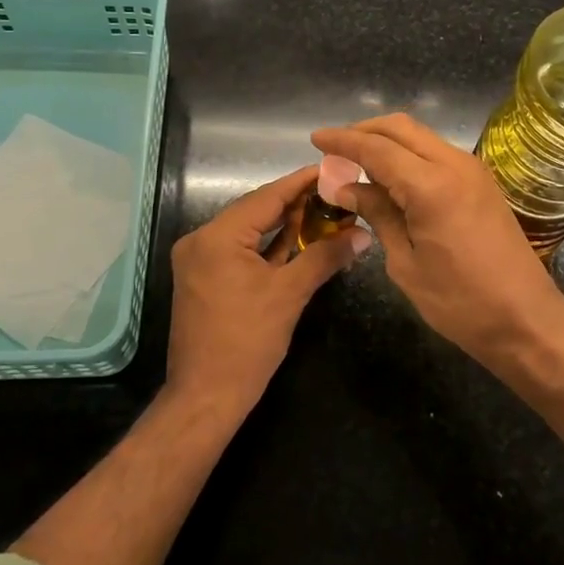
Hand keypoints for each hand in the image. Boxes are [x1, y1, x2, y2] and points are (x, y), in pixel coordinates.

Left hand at [166, 165, 367, 417]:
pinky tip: (299, 237)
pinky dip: (268, 245)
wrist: (206, 397)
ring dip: (284, 223)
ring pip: (249, 230)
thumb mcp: (290, 294)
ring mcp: (200, 259)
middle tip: (335, 189)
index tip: (332, 167)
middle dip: (296, 202)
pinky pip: (241, 250)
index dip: (302, 182)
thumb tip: (363, 234)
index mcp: (216, 237)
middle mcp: (201, 239)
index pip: (267, 197)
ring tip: (324, 208)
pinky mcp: (205, 277)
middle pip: (256, 209)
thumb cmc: (247, 343)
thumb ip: (325, 256)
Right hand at [310, 115, 563, 362]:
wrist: (526, 319)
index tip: (315, 139)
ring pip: (421, 137)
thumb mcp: (406, 263)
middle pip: (401, 128)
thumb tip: (346, 187)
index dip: (342, 140)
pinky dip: (409, 155)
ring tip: (357, 163)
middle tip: (335, 150)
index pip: (376, 147)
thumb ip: (378, 214)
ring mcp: (473, 170)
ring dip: (388, 142)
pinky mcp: (483, 182)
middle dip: (364, 131)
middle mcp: (454, 164)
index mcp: (431, 185)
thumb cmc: (459, 302)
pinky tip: (391, 177)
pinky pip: (437, 153)